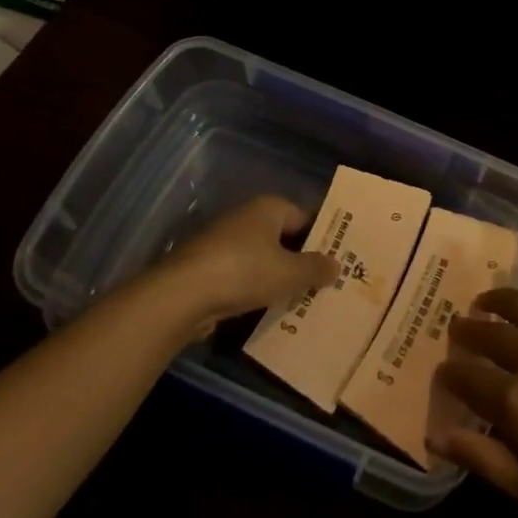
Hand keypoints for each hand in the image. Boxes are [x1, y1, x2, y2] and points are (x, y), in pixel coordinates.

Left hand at [156, 196, 338, 326]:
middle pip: (282, 238)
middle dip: (300, 261)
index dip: (321, 239)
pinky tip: (267, 310)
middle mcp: (246, 217)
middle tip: (322, 284)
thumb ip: (315, 268)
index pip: (304, 218)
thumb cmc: (244, 272)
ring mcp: (223, 242)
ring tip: (300, 302)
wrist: (181, 295)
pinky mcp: (207, 267)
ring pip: (262, 259)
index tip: (336, 261)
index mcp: (268, 207)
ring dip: (277, 278)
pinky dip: (254, 289)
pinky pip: (242, 276)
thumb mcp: (289, 273)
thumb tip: (335, 265)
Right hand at [431, 226, 517, 517]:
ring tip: (485, 299)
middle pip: (491, 336)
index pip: (469, 377)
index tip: (444, 370)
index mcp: (517, 401)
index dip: (452, 373)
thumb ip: (484, 459)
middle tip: (458, 329)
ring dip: (497, 298)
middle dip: (468, 332)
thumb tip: (434, 433)